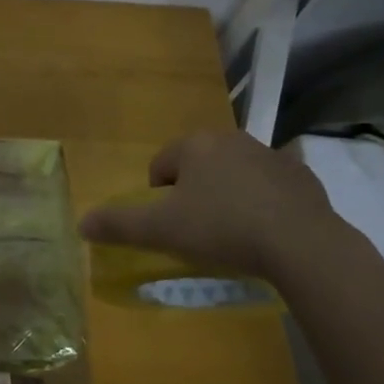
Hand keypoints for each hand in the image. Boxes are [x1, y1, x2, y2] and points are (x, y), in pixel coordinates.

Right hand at [78, 130, 347, 280]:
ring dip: (230, 195)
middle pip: (199, 166)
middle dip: (195, 193)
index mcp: (195, 145)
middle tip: (200, 231)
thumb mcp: (162, 230)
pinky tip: (269, 232)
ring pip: (235, 173)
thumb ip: (119, 224)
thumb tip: (81, 223)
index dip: (159, 197)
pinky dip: (265, 203)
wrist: (302, 244)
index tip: (171, 227)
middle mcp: (231, 139)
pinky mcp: (302, 176)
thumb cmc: (223, 229)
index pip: (161, 165)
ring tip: (235, 235)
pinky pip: (272, 187)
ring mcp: (270, 154)